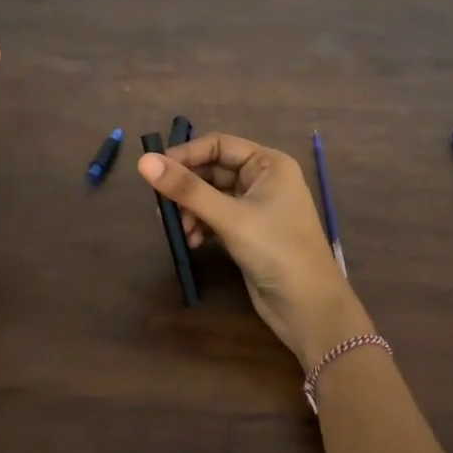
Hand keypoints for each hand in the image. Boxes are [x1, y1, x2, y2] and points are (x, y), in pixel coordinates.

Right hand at [137, 133, 371, 367]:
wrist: (309, 307)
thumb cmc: (276, 250)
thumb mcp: (230, 217)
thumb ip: (187, 189)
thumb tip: (143, 161)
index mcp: (269, 163)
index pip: (219, 145)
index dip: (186, 154)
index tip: (154, 170)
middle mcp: (264, 179)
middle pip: (213, 171)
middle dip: (188, 188)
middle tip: (161, 206)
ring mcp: (257, 207)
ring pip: (212, 196)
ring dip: (192, 210)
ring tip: (180, 230)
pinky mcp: (250, 232)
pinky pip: (217, 218)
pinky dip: (202, 226)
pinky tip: (192, 242)